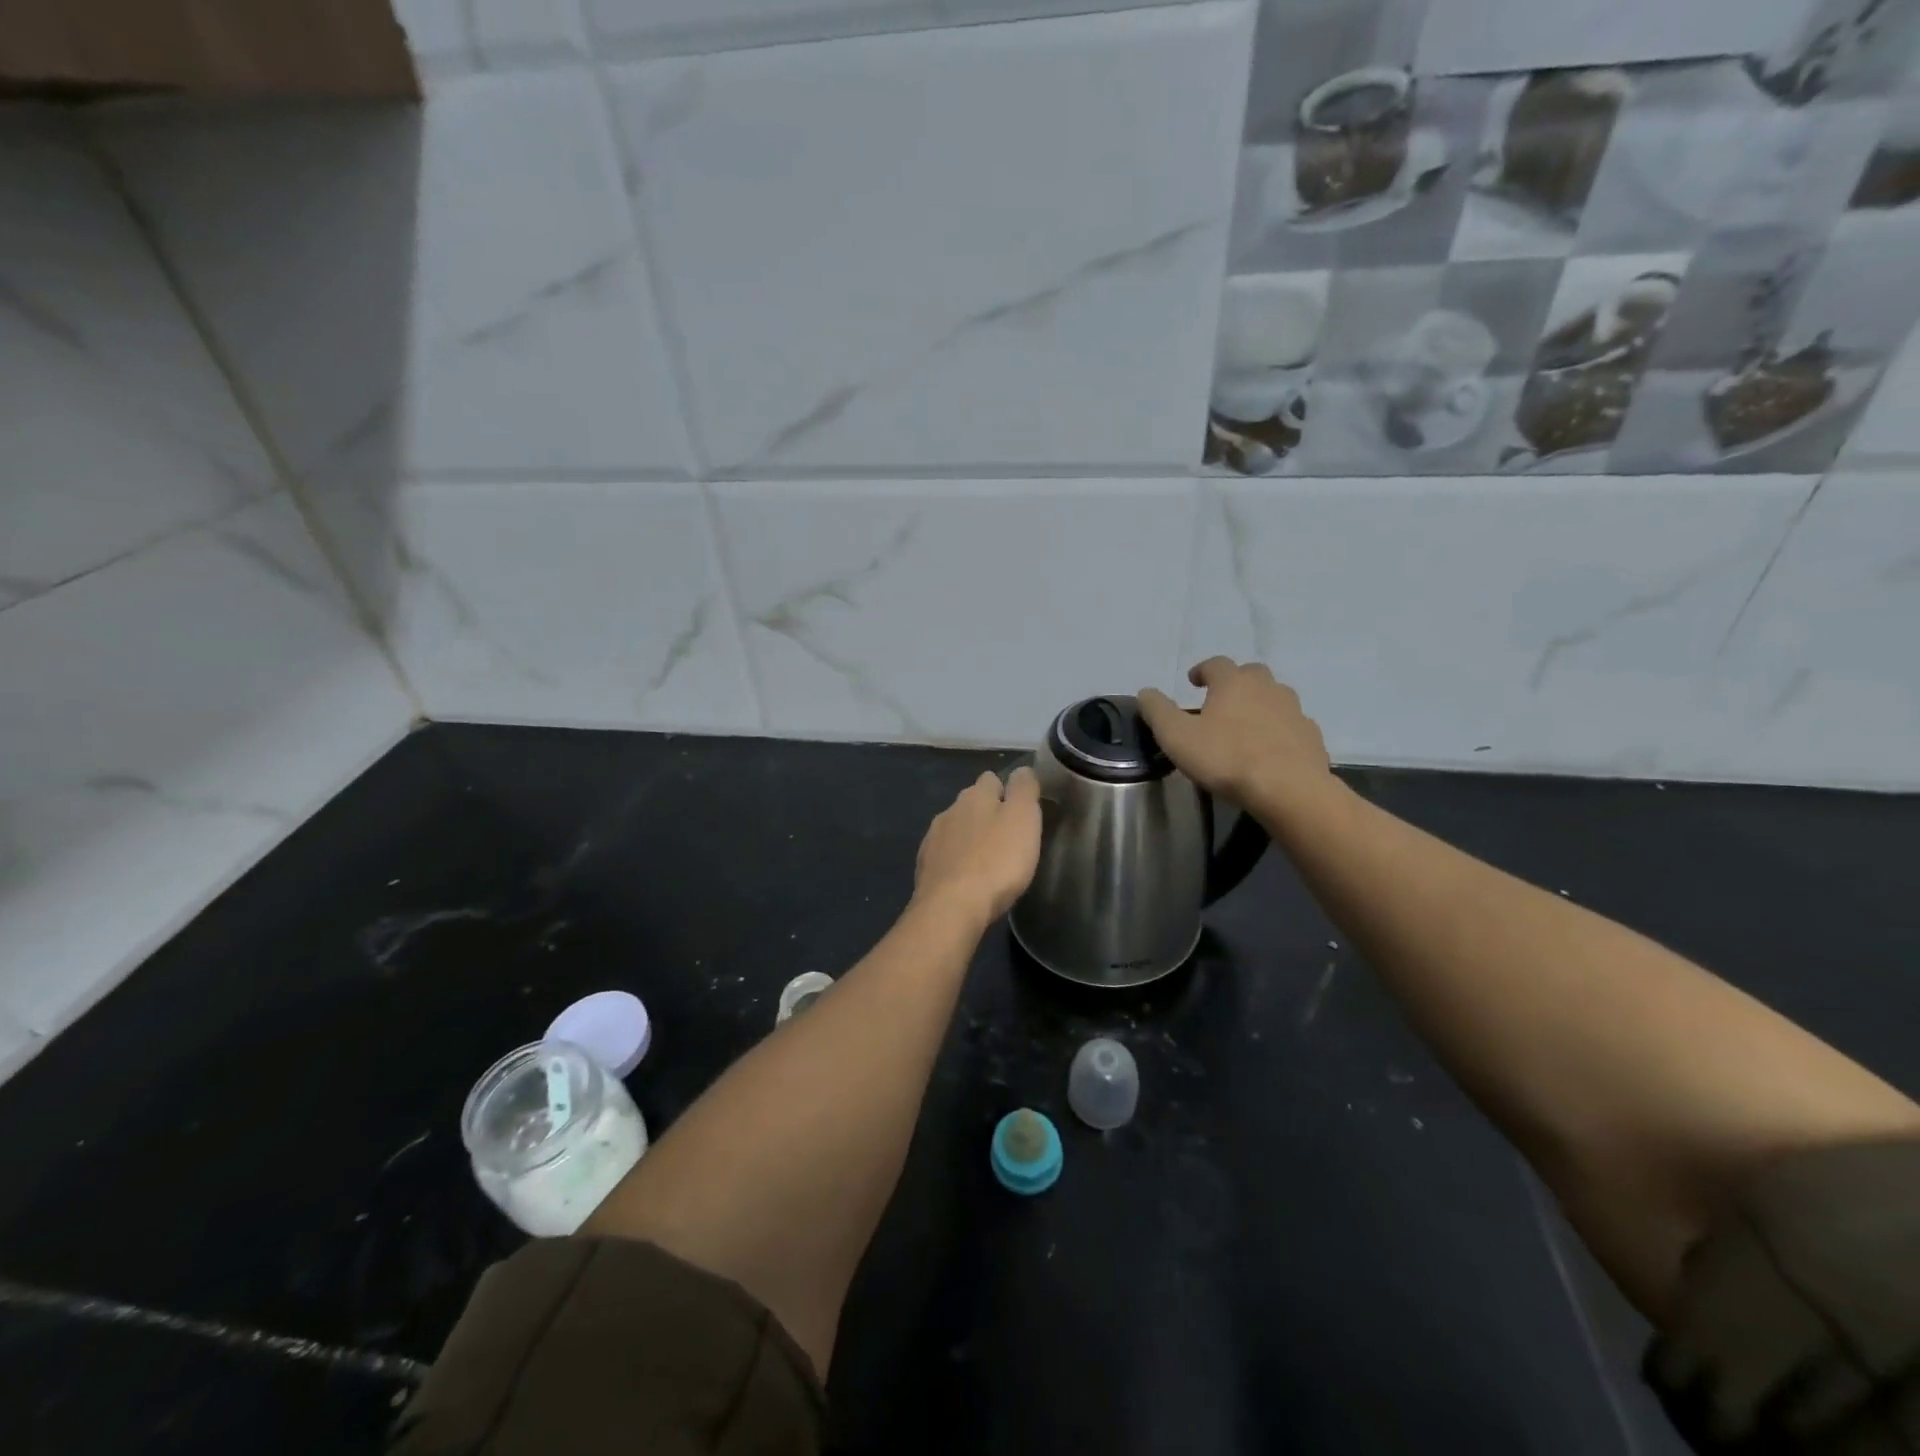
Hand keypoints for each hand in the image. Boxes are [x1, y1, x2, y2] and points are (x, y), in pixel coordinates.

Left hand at [913, 767, 1042, 925]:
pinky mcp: (925, 867)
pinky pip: (944, 855)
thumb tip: (1021, 770)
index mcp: (975, 796)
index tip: (1020, 811)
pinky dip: (956, 861)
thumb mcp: (1023, 819)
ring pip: (956, 829)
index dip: (1006, 791)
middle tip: (1007, 837)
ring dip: (969, 838)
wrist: (952, 907)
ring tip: (987, 860)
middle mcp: (950, 811)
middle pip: (971, 803)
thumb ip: (1024, 789)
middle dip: (987, 814)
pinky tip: (966, 878)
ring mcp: (933, 839)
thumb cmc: (997, 861)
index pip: (991, 779)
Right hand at [1138, 659, 1337, 820]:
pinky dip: (1279, 731)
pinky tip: (1269, 750)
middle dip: (1235, 683)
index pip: (1216, 664)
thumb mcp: (1176, 736)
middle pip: (1251, 674)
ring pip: (1275, 698)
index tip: (1193, 681)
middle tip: (1220, 701)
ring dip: (1259, 705)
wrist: (1288, 788)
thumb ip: (1157, 711)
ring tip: (1245, 726)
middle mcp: (1267, 688)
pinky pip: (1291, 726)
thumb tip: (1145, 692)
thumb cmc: (1226, 757)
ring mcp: (1294, 711)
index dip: (1202, 670)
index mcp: (1233, 683)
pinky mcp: (1311, 737)